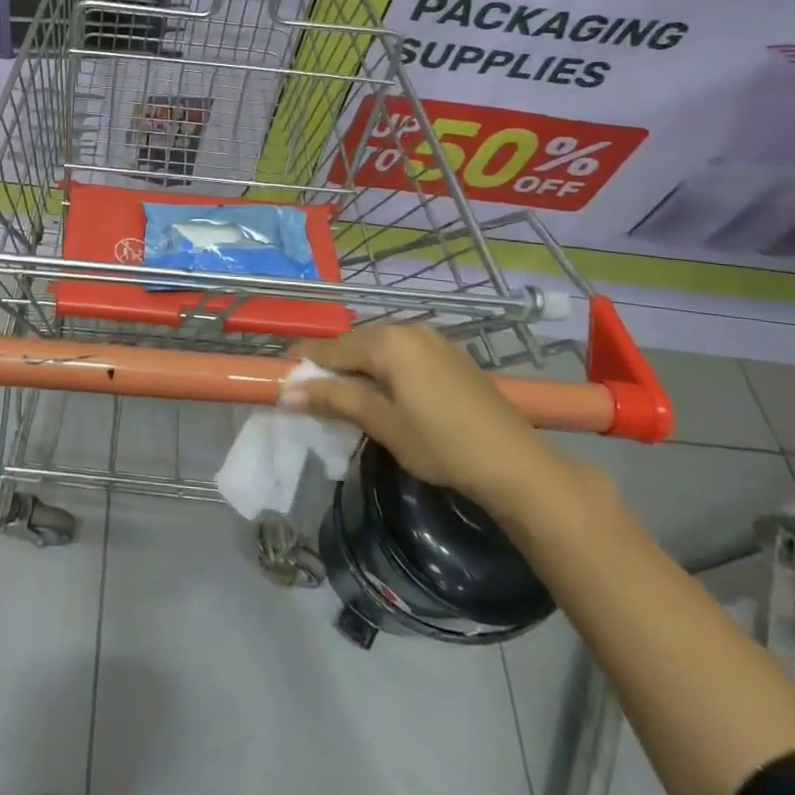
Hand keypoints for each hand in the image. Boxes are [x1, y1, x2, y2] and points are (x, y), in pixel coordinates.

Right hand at [286, 325, 562, 509]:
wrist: (516, 464)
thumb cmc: (442, 444)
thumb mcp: (383, 423)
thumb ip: (335, 400)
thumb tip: (288, 391)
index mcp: (388, 342)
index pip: (331, 347)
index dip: (304, 362)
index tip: (278, 375)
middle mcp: (408, 329)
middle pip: (354, 343)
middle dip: (329, 365)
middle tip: (308, 392)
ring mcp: (433, 340)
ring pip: (378, 347)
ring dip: (356, 367)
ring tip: (340, 396)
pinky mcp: (449, 355)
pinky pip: (401, 353)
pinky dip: (382, 368)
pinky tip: (380, 393)